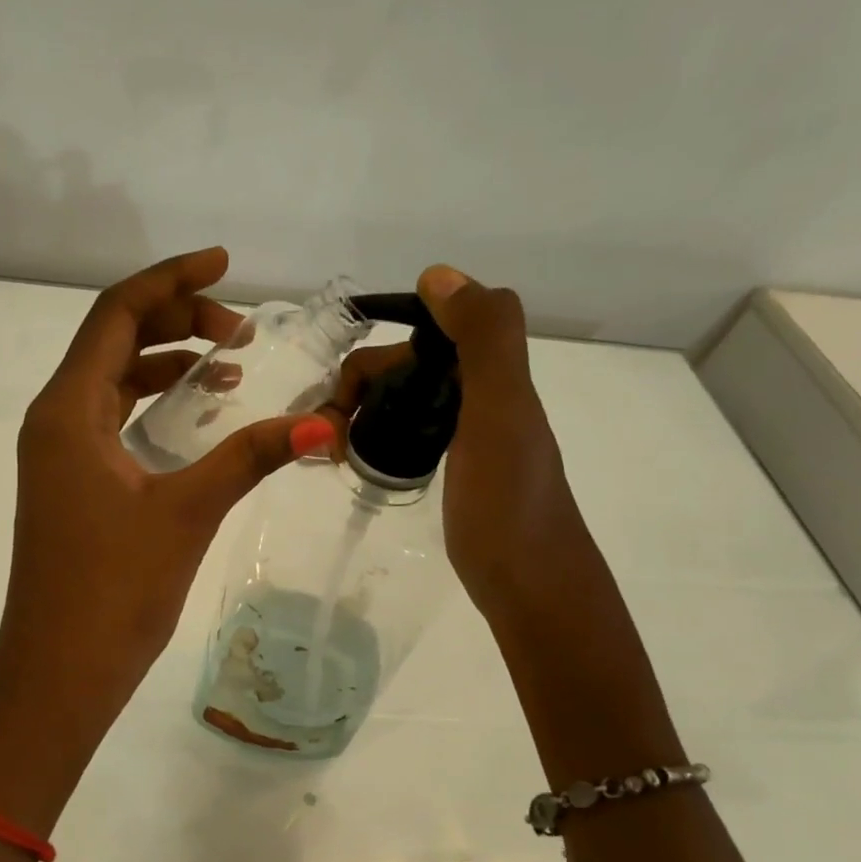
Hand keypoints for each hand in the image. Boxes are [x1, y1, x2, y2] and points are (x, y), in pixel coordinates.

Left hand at [0, 247, 332, 834]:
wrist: (57, 676)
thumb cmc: (113, 591)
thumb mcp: (186, 513)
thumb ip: (250, 457)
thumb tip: (325, 420)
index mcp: (68, 410)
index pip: (117, 314)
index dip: (172, 279)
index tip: (225, 265)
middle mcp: (54, 422)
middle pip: (112, 341)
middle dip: (175, 320)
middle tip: (240, 329)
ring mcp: (57, 458)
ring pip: (111, 383)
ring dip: (164, 363)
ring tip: (229, 362)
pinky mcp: (69, 489)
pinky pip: (110, 422)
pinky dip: (150, 406)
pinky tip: (193, 416)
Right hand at [328, 266, 574, 621]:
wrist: (532, 587)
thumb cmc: (510, 503)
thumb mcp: (500, 412)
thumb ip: (482, 338)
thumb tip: (436, 274)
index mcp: (492, 375)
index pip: (427, 328)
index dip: (383, 343)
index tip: (346, 391)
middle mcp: (482, 396)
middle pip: (408, 365)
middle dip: (360, 385)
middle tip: (328, 436)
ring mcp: (470, 434)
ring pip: (405, 397)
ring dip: (362, 410)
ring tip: (332, 450)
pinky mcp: (457, 468)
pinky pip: (410, 430)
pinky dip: (378, 433)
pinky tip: (360, 459)